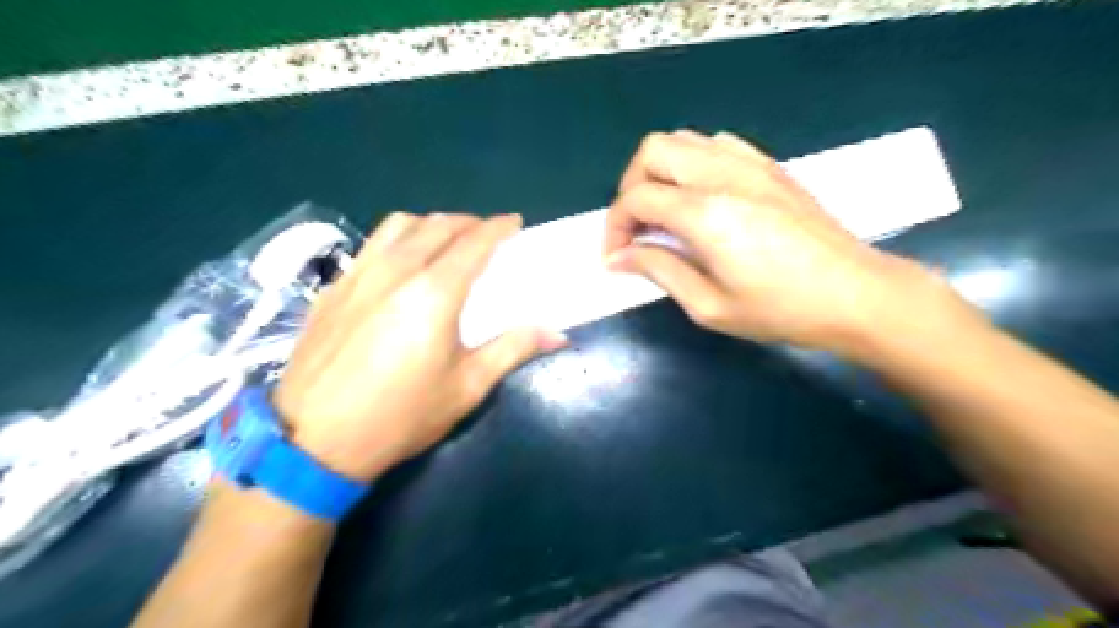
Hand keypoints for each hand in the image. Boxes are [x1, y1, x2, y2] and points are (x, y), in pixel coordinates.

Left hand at [273, 213, 567, 483]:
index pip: (473, 242)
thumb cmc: (401, 416)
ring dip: (430, 224)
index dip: (497, 227)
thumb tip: (556, 334)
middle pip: (437, 225)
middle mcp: (395, 271)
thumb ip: (512, 350)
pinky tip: (401, 264)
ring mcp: (358, 275)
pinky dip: (397, 240)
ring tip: (445, 239)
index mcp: (433, 293)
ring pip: (398, 225)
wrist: (313, 442)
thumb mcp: (466, 387)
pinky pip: (371, 246)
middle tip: (486, 233)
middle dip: (468, 222)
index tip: (514, 222)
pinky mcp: (333, 289)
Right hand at [603, 130, 950, 355]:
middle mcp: (722, 174)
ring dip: (660, 171)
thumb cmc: (781, 310)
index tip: (617, 257)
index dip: (615, 227)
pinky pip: (716, 144)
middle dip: (631, 187)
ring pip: (682, 140)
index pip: (636, 198)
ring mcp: (749, 163)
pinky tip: (701, 197)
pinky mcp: (769, 166)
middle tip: (637, 228)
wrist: (856, 294)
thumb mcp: (709, 306)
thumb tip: (620, 258)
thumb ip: (659, 271)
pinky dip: (693, 163)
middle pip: (652, 151)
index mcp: (705, 213)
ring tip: (664, 212)